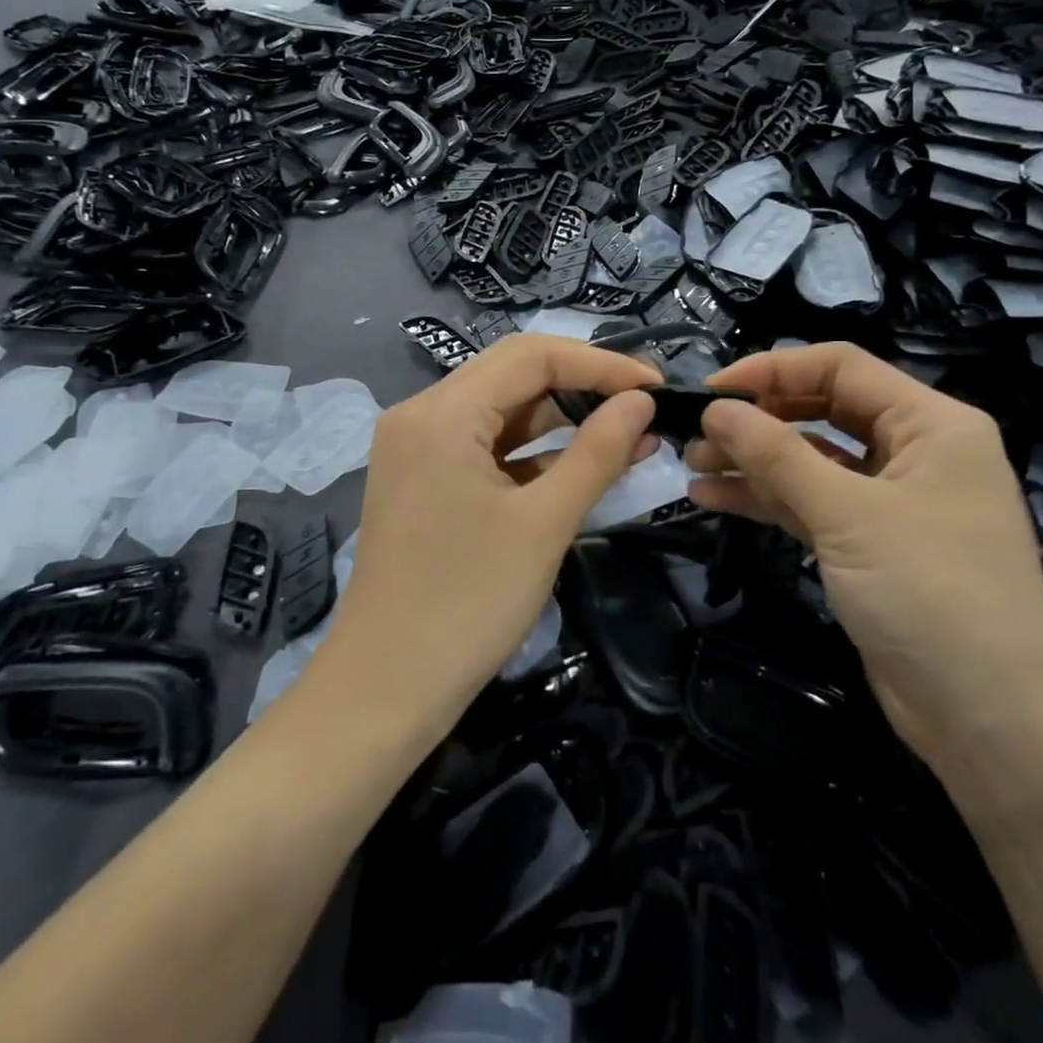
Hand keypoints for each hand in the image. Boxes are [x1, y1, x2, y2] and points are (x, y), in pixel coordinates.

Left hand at [316, 335, 660, 733]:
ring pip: (500, 408)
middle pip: (513, 372)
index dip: (601, 363)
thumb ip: (597, 451)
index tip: (656, 385)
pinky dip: (531, 449)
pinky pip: (483, 443)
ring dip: (560, 416)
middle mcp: (420, 413)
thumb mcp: (545, 523)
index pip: (532, 355)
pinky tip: (581, 461)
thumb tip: (641, 401)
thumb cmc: (469, 603)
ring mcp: (416, 446)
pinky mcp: (421, 478)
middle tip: (644, 402)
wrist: (386, 687)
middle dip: (583, 382)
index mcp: (442, 412)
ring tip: (627, 430)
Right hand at [684, 344, 1042, 771]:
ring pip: (811, 461)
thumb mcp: (848, 515)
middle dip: (758, 420)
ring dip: (753, 461)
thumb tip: (716, 409)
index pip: (841, 368)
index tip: (712, 393)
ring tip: (692, 465)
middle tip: (696, 435)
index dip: (773, 370)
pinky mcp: (870, 546)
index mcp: (931, 423)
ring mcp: (891, 502)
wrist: (995, 724)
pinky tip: (713, 497)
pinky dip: (766, 500)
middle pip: (823, 411)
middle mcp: (914, 452)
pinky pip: (811, 505)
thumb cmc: (933, 595)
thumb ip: (777, 455)